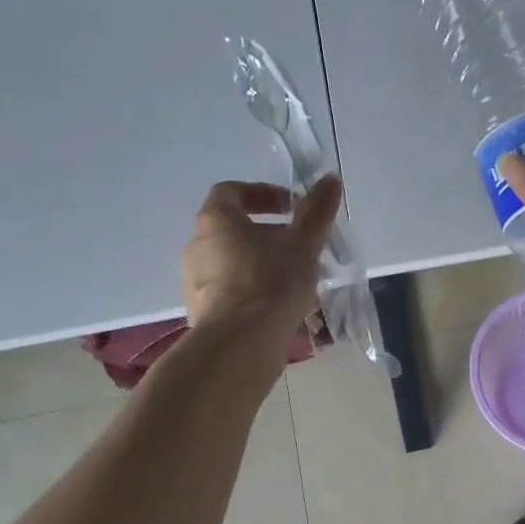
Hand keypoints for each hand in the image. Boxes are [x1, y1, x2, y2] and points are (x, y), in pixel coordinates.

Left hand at [181, 176, 341, 340]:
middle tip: (300, 249)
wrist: (240, 345)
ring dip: (262, 266)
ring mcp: (194, 282)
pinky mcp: (201, 313)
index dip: (262, 194)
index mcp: (216, 220)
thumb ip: (316, 211)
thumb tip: (330, 178)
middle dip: (268, 236)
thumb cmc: (271, 284)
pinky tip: (280, 311)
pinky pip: (230, 294)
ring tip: (296, 284)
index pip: (231, 192)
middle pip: (233, 230)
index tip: (291, 208)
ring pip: (233, 264)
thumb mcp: (303, 245)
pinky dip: (253, 294)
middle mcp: (197, 246)